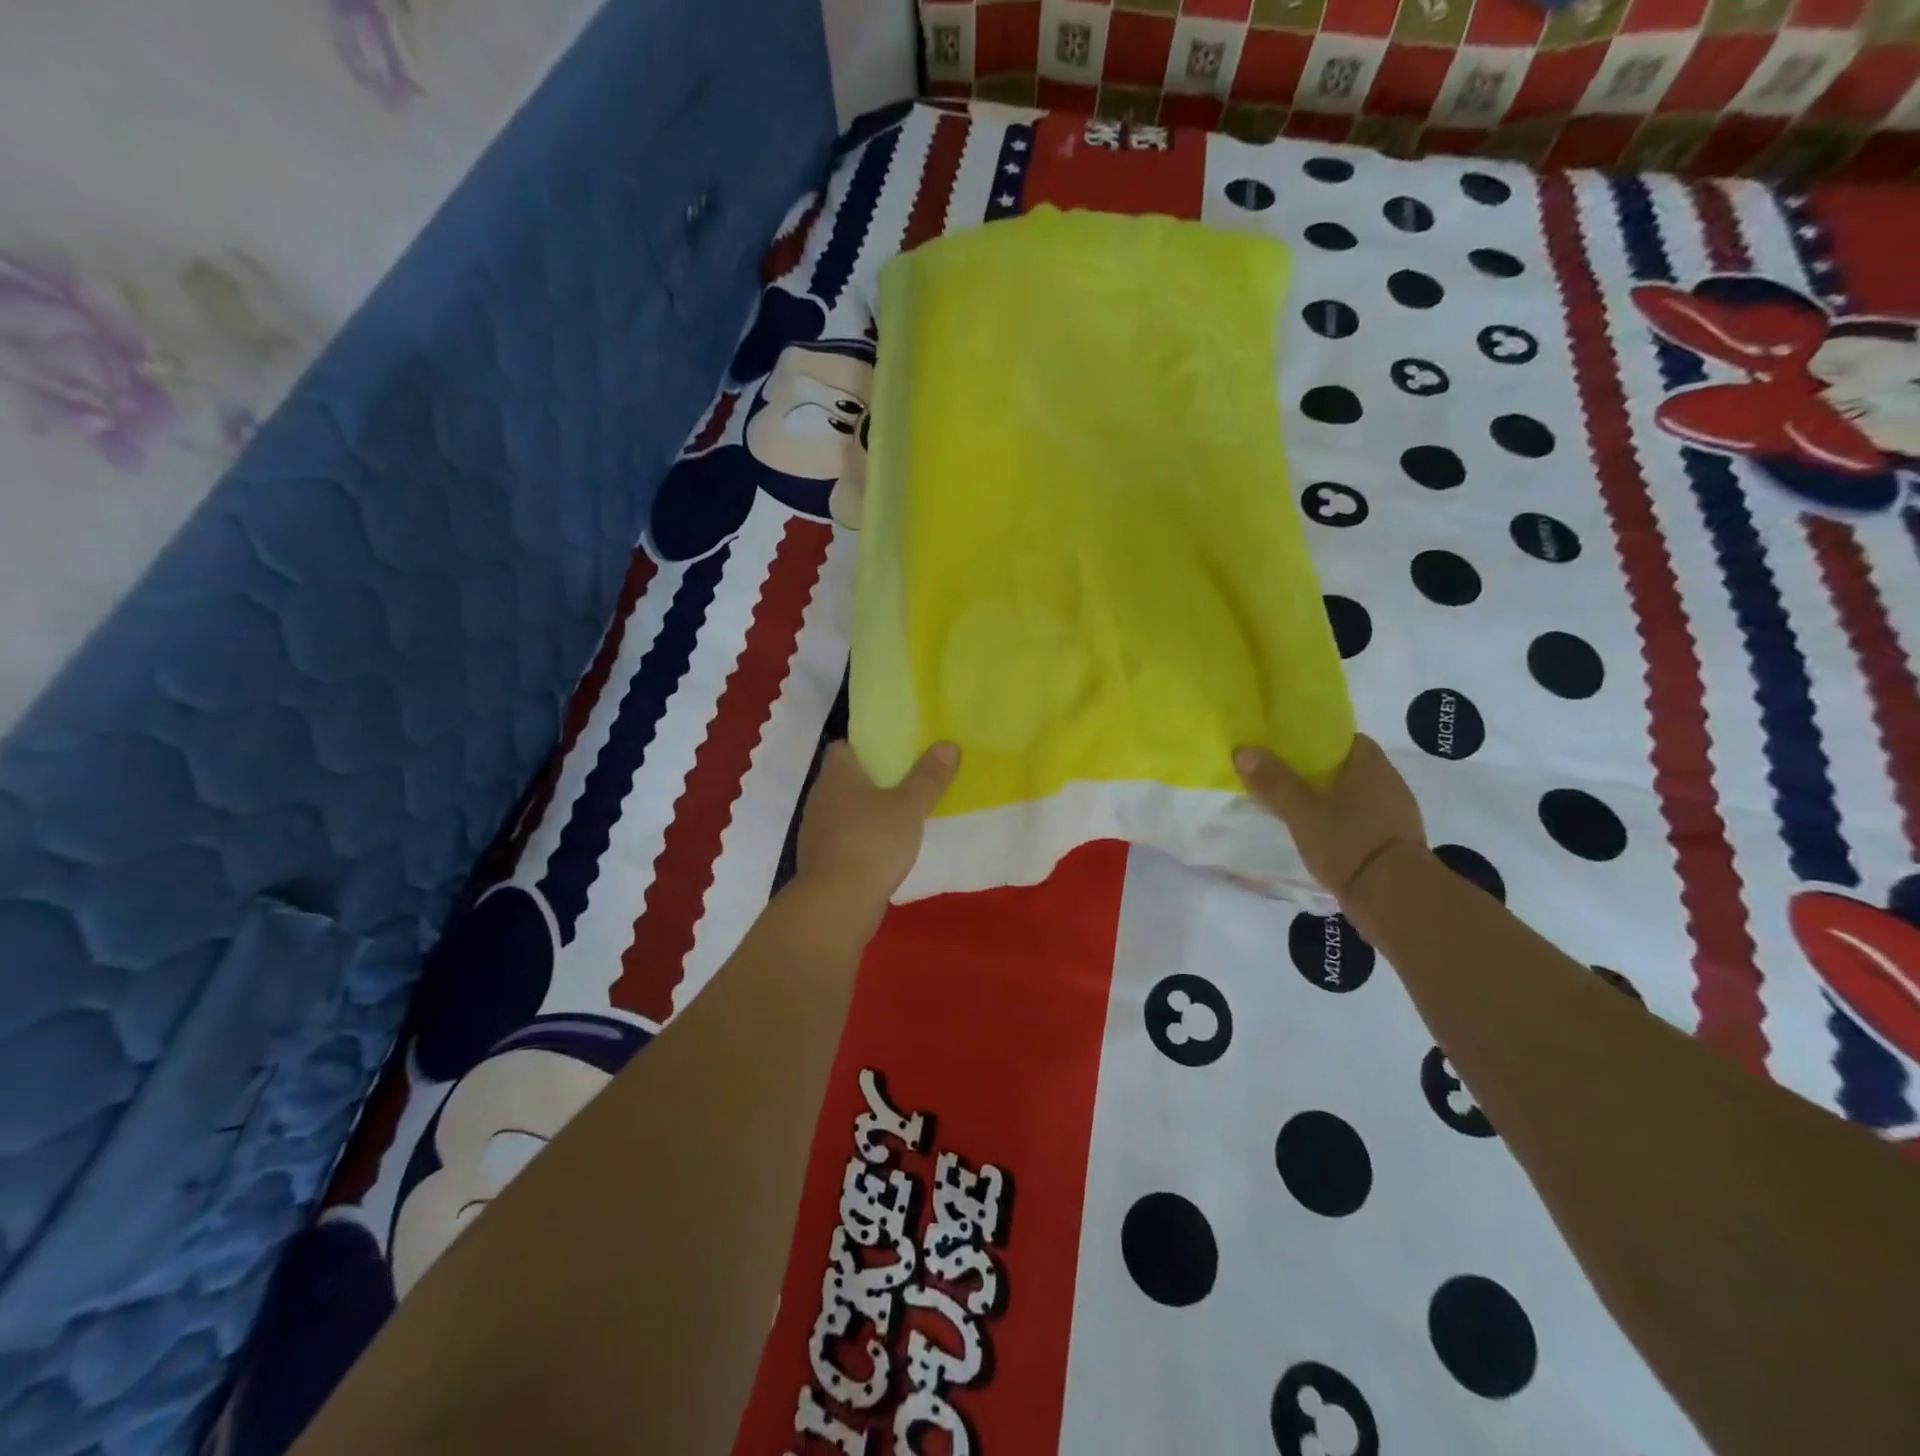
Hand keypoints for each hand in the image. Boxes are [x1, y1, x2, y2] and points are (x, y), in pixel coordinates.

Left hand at [795, 741, 959, 917]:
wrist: (837, 904)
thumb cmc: (872, 843)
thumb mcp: (909, 807)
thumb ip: (929, 777)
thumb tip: (948, 744)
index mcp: (837, 776)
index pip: (843, 747)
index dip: (866, 745)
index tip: (894, 749)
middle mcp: (821, 797)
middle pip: (846, 777)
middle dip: (874, 778)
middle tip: (909, 778)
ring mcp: (818, 831)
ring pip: (846, 809)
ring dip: (869, 810)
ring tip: (902, 812)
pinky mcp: (823, 859)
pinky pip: (846, 837)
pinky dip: (864, 837)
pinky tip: (887, 846)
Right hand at [1235, 735, 1425, 903]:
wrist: (1397, 899)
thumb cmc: (1349, 842)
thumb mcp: (1301, 811)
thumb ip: (1273, 781)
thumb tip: (1244, 751)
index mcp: (1371, 764)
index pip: (1340, 737)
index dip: (1312, 740)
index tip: (1285, 749)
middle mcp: (1389, 782)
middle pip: (1345, 765)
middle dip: (1315, 770)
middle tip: (1280, 778)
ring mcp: (1395, 813)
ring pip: (1353, 794)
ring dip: (1328, 797)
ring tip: (1294, 806)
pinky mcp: (1394, 841)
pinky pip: (1361, 818)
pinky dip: (1340, 820)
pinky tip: (1319, 832)